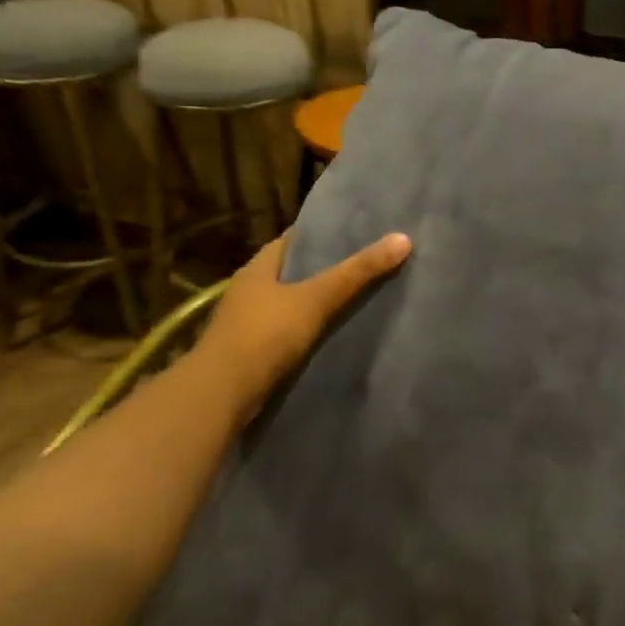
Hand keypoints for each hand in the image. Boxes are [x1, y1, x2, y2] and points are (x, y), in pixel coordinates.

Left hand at [191, 230, 411, 416]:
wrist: (221, 395)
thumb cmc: (265, 335)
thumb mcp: (316, 298)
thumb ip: (357, 272)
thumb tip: (403, 238)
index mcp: (259, 267)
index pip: (295, 239)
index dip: (324, 232)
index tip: (359, 230)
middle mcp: (251, 289)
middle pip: (295, 271)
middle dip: (327, 267)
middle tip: (370, 262)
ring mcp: (249, 322)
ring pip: (293, 302)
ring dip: (319, 300)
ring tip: (361, 296)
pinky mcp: (254, 351)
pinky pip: (291, 330)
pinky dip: (312, 328)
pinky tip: (337, 332)